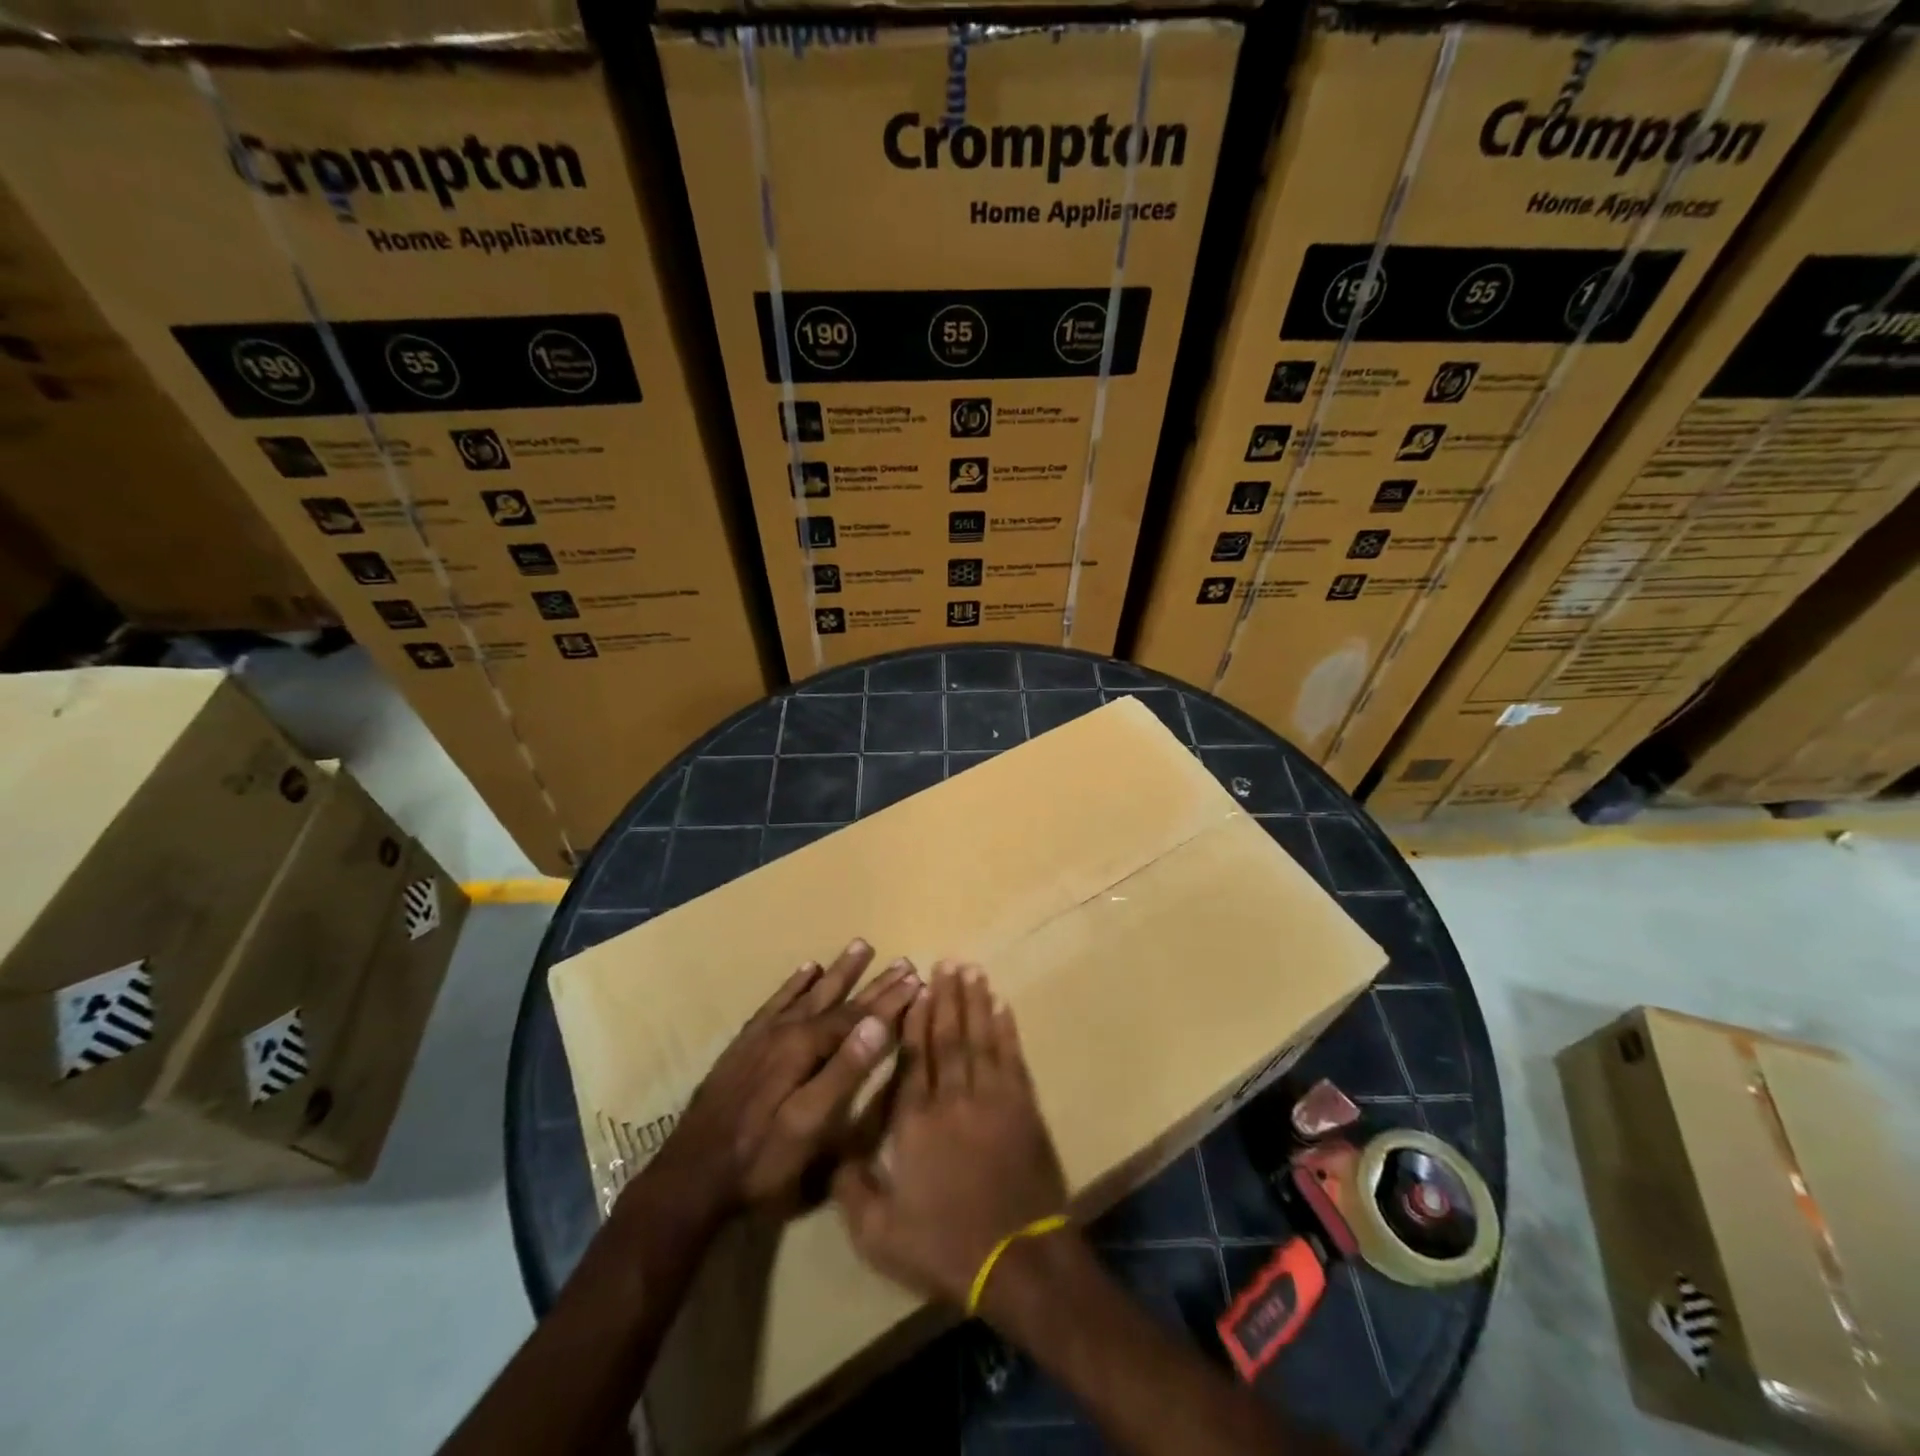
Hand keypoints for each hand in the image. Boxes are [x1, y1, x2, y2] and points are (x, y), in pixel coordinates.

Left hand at [644, 940, 919, 1219]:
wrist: (689, 1177)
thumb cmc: (759, 1159)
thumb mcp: (809, 1123)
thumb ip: (844, 1071)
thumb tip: (878, 1023)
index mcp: (804, 1047)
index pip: (857, 1017)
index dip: (889, 1000)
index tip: (917, 978)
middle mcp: (785, 1030)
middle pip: (837, 999)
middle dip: (872, 981)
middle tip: (901, 960)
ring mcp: (762, 1035)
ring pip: (808, 993)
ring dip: (837, 972)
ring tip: (859, 946)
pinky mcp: (745, 1044)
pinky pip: (776, 1002)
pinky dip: (794, 984)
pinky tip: (806, 970)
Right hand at [834, 963, 1068, 1310]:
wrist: (1018, 1261)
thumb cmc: (945, 1246)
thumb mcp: (880, 1235)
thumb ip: (851, 1191)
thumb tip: (831, 1155)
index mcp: (916, 1122)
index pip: (913, 1058)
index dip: (914, 1021)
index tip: (917, 989)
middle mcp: (953, 1099)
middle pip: (948, 1037)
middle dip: (946, 997)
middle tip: (946, 961)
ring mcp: (992, 1099)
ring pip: (980, 1038)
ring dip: (975, 1002)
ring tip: (972, 970)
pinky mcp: (1023, 1107)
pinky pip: (1012, 1057)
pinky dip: (1007, 1029)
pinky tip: (1003, 1006)